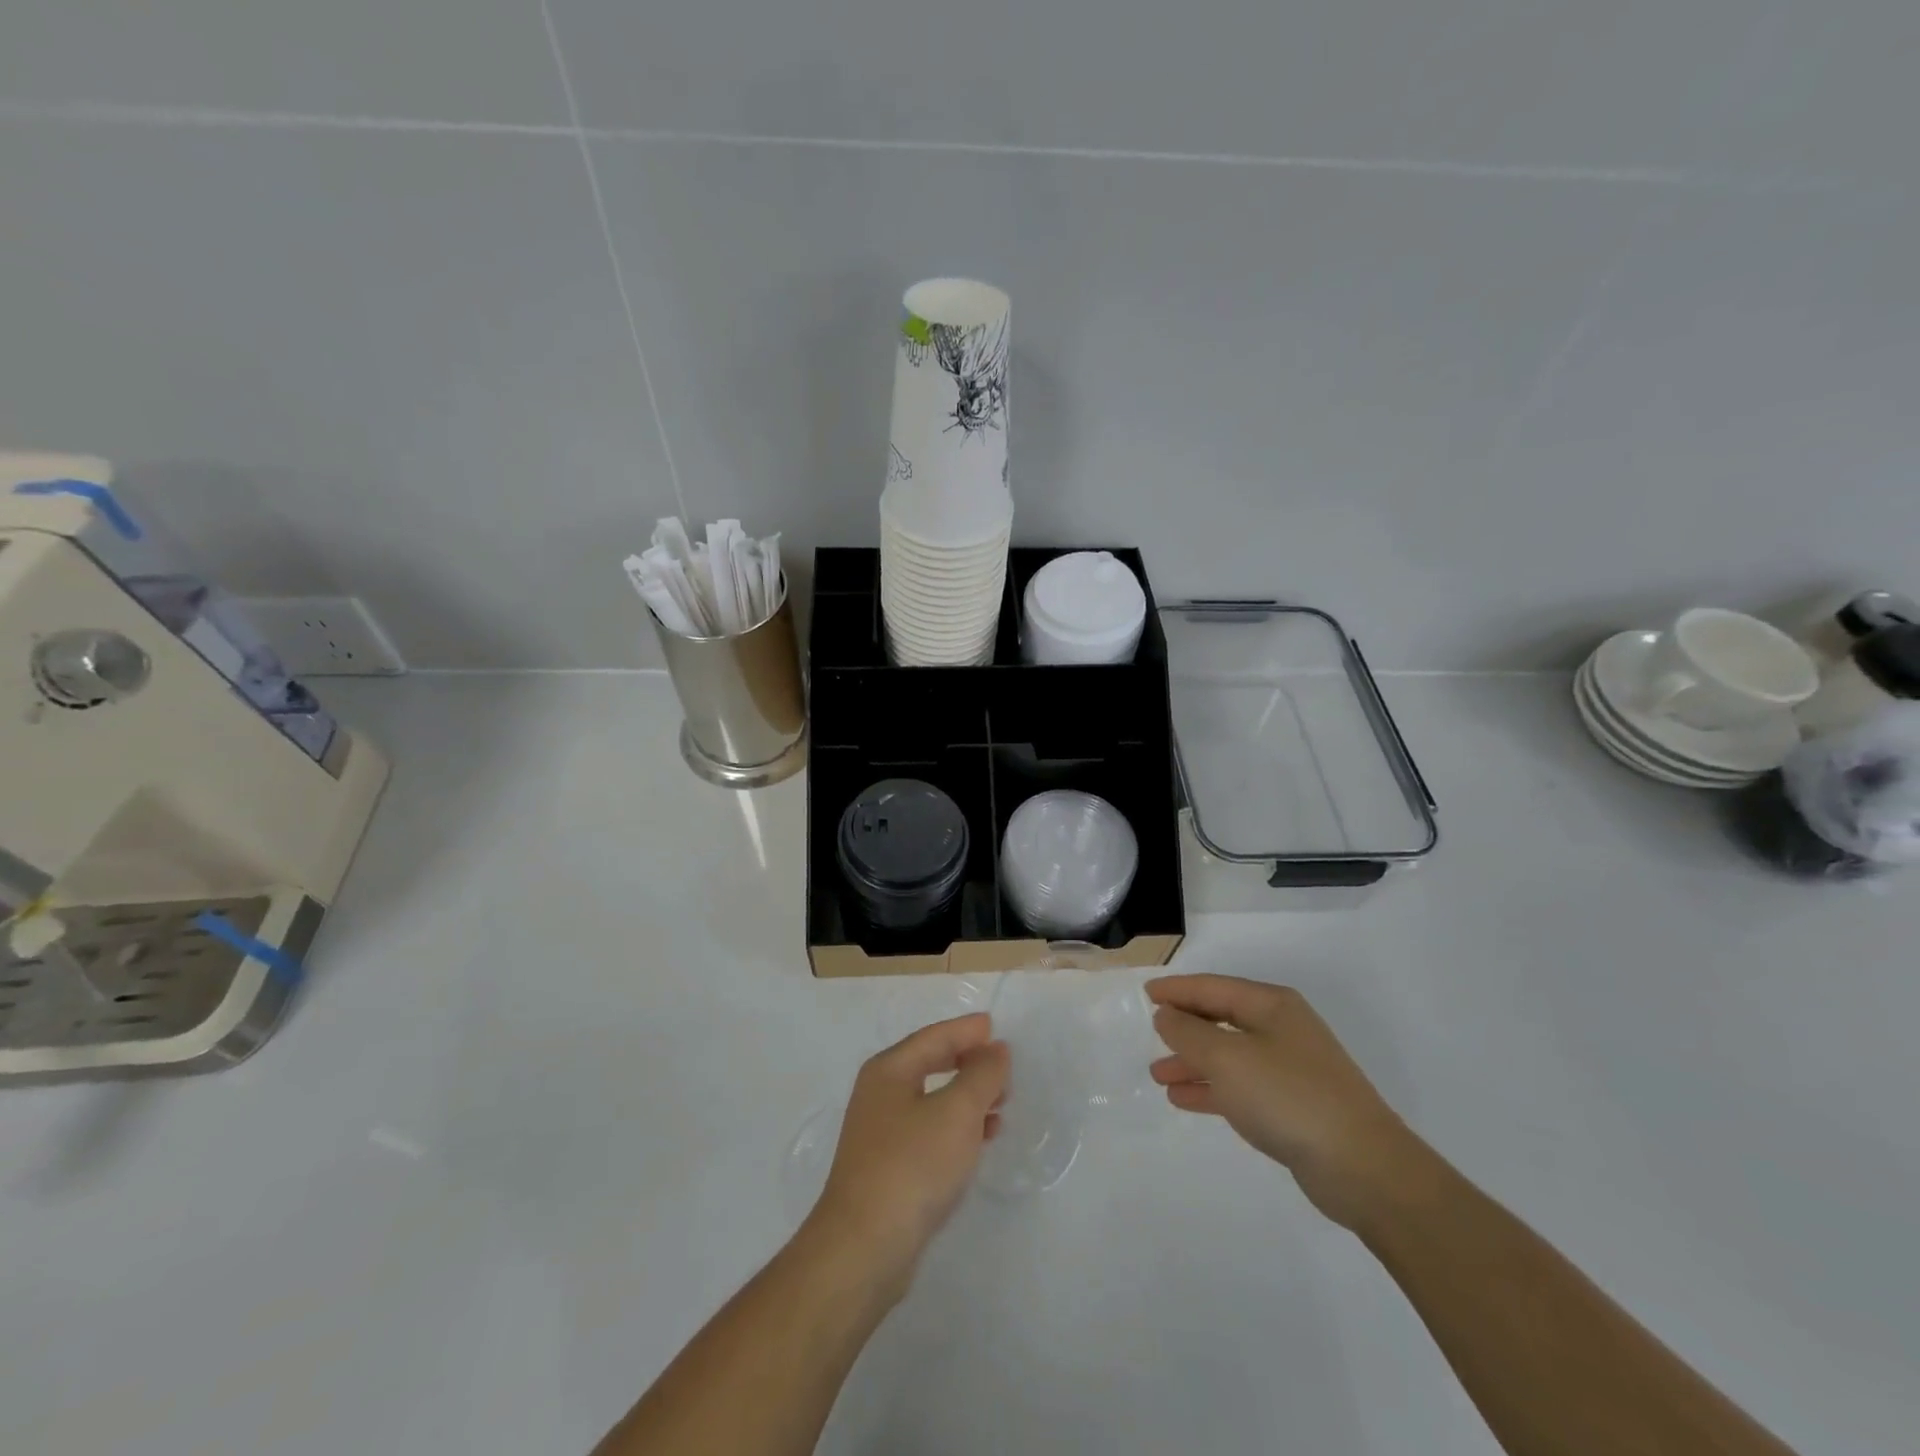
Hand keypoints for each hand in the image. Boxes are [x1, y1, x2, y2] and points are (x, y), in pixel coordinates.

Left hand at [807, 1013, 1008, 1296]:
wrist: (864, 1248)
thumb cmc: (912, 1165)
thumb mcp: (957, 1112)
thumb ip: (981, 1075)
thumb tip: (995, 1049)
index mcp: (889, 1070)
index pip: (934, 1036)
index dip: (966, 1030)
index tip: (995, 1027)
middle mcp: (880, 1094)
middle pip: (930, 1064)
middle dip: (967, 1062)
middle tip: (1002, 1066)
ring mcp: (880, 1133)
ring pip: (932, 1100)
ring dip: (966, 1097)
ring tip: (1001, 1104)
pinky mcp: (888, 1168)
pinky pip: (929, 1131)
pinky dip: (956, 1127)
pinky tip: (979, 1140)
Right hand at [1146, 974, 1418, 1227]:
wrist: (1364, 1169)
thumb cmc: (1289, 1096)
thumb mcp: (1227, 1058)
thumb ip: (1188, 1033)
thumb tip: (1165, 1014)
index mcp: (1272, 1006)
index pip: (1214, 987)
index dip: (1178, 990)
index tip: (1146, 993)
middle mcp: (1282, 1030)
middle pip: (1222, 1019)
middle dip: (1185, 1027)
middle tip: (1150, 1034)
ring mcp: (1291, 1070)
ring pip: (1229, 1055)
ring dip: (1193, 1062)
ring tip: (1158, 1075)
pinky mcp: (1294, 1107)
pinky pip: (1241, 1087)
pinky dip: (1212, 1089)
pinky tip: (1184, 1099)